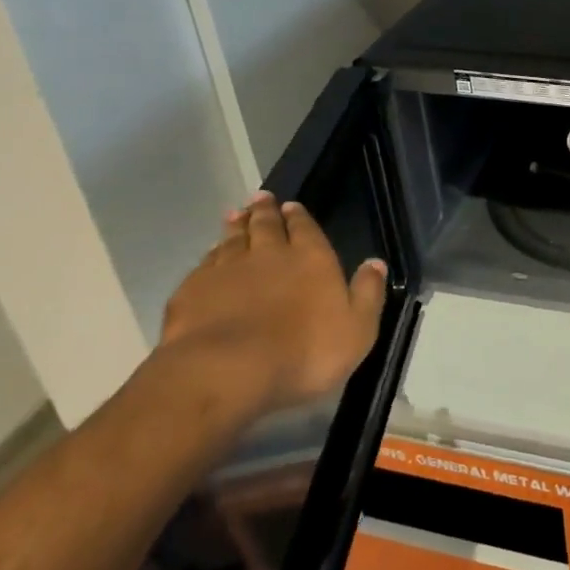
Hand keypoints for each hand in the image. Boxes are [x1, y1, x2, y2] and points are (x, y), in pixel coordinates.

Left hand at [158, 191, 387, 416]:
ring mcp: (226, 270)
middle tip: (260, 197)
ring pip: (232, 239)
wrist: (226, 371)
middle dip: (265, 210)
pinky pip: (204, 264)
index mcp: (310, 258)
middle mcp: (268, 254)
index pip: (305, 228)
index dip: (298, 216)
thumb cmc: (304, 352)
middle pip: (265, 225)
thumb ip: (368, 293)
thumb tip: (376, 263)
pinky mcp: (192, 291)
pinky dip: (209, 256)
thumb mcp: (357, 328)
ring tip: (235, 215)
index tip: (291, 205)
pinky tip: (209, 256)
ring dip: (236, 226)